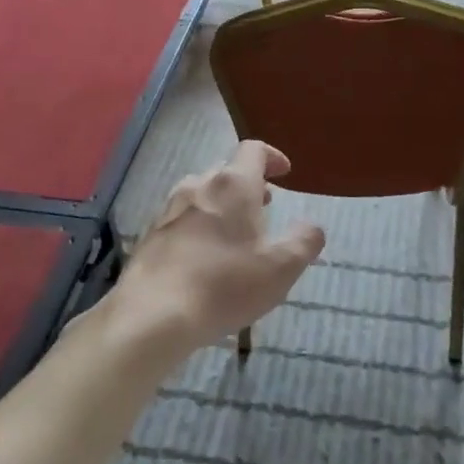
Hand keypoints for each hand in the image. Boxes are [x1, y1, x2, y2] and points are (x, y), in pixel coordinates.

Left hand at [114, 140, 325, 349]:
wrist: (153, 314)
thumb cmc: (225, 285)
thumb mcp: (281, 268)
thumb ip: (304, 242)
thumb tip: (313, 227)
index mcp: (232, 185)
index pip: (253, 150)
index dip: (272, 157)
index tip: (284, 173)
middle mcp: (198, 186)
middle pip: (226, 171)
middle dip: (249, 184)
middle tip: (265, 206)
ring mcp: (169, 209)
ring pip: (202, 193)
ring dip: (222, 204)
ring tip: (236, 231)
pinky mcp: (150, 234)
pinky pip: (182, 218)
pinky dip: (200, 224)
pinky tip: (205, 256)